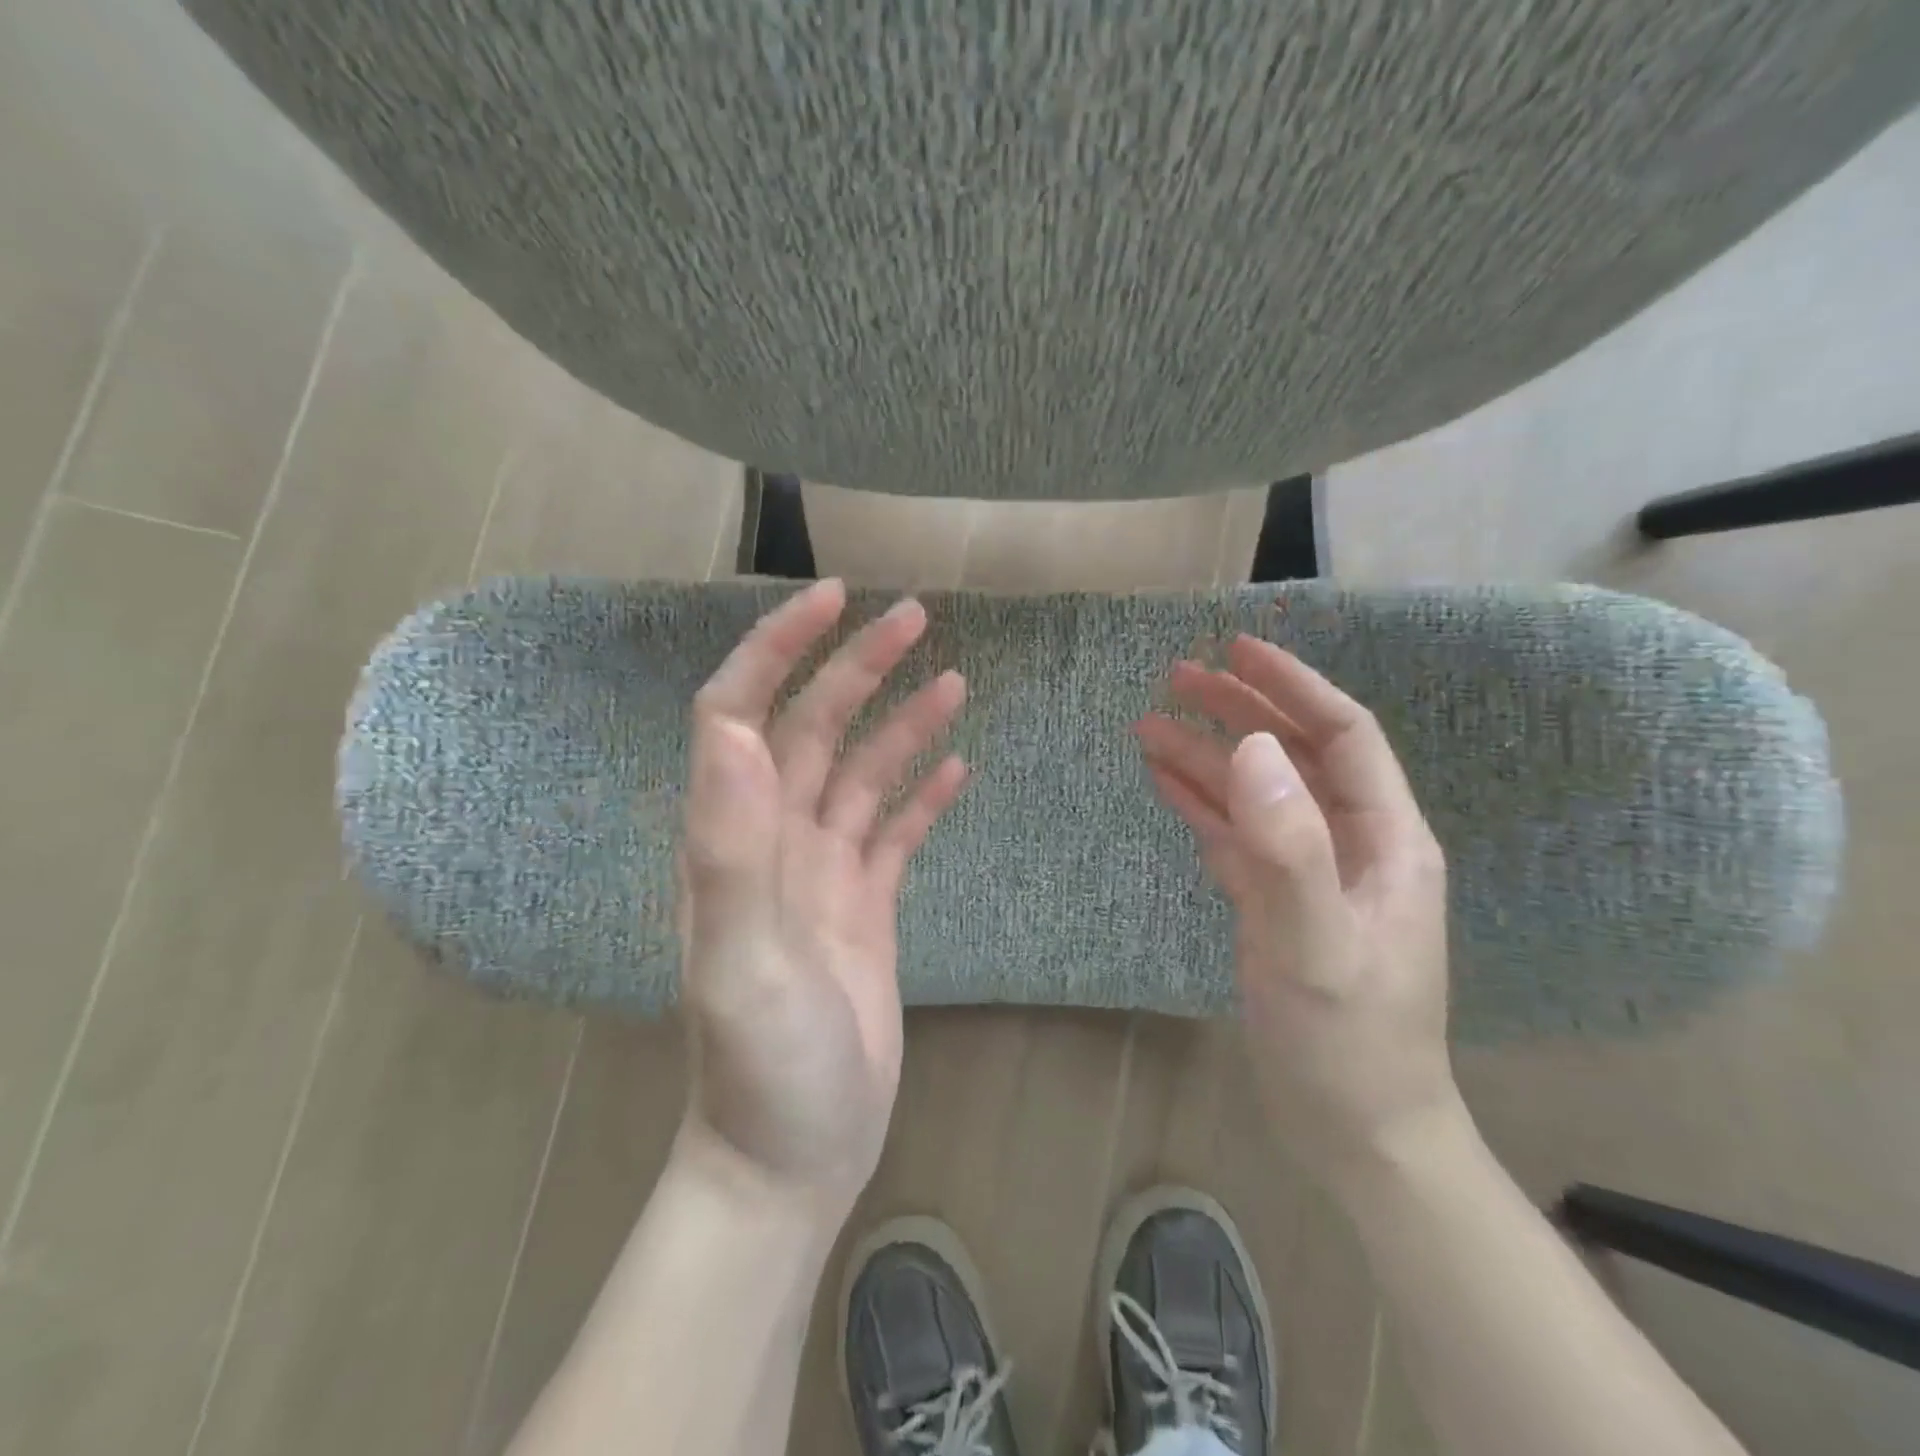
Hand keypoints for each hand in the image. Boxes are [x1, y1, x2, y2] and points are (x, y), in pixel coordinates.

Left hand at [675, 580, 967, 1214]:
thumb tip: (735, 728)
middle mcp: (774, 839)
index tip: (831, 600)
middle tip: (914, 618)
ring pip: (862, 774)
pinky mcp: (865, 905)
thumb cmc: (762, 1068)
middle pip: (814, 729)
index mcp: (733, 838)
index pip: (739, 713)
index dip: (776, 649)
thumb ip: (729, 847)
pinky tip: (957, 767)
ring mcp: (822, 872)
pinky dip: (923, 795)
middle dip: (858, 668)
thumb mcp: (740, 961)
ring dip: (902, 724)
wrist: (793, 1157)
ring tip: (954, 682)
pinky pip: (894, 831)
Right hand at [1134, 635, 1463, 1192]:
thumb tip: (1252, 749)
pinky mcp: (1274, 902)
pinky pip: (1235, 835)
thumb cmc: (1348, 1043)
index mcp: (1385, 839)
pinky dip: (1200, 804)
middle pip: (1291, 754)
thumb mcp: (1317, 946)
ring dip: (1206, 756)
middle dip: (1236, 710)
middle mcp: (1350, 843)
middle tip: (1174, 678)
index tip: (1236, 649)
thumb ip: (1288, 849)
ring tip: (1147, 725)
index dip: (1292, 686)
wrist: (1354, 1131)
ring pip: (1255, 793)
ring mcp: (1309, 873)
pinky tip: (1164, 781)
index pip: (1342, 735)